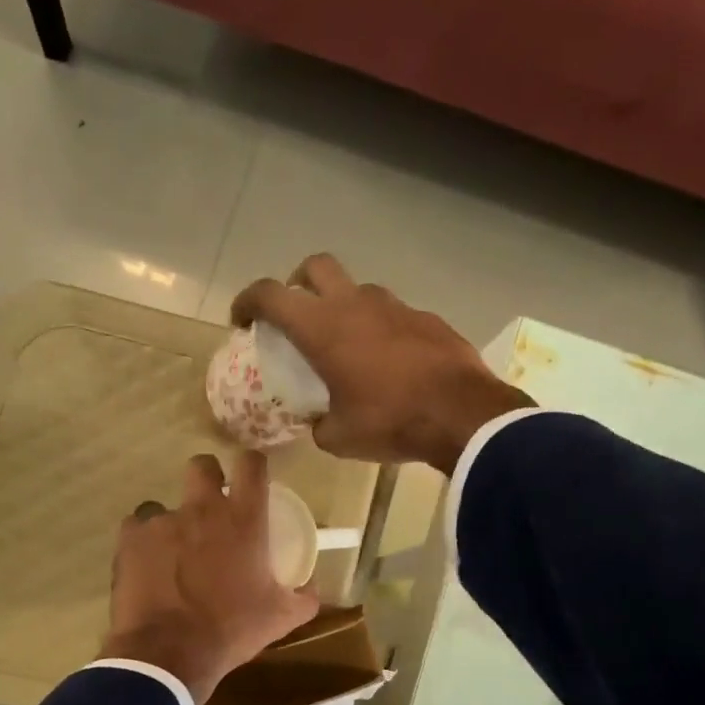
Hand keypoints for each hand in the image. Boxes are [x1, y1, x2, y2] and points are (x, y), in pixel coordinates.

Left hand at [102, 451, 318, 704]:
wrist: (169, 653)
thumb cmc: (231, 630)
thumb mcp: (280, 618)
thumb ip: (303, 598)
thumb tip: (313, 588)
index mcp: (243, 519)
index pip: (252, 465)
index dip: (253, 464)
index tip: (252, 477)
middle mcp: (202, 509)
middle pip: (202, 466)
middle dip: (208, 478)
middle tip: (211, 506)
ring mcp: (162, 521)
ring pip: (164, 504)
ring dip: (172, 522)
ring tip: (173, 552)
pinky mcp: (130, 539)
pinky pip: (136, 528)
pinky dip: (142, 542)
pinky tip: (147, 566)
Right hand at [230, 254, 533, 472]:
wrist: (462, 414)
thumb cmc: (390, 422)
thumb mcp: (339, 438)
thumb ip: (319, 424)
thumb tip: (320, 422)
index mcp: (322, 328)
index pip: (270, 295)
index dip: (248, 301)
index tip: (241, 319)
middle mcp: (355, 304)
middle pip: (315, 267)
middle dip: (297, 283)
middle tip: (295, 314)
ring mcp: (395, 306)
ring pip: (358, 290)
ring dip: (343, 308)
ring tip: (347, 346)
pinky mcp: (425, 318)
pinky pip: (392, 315)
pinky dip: (380, 329)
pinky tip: (389, 362)